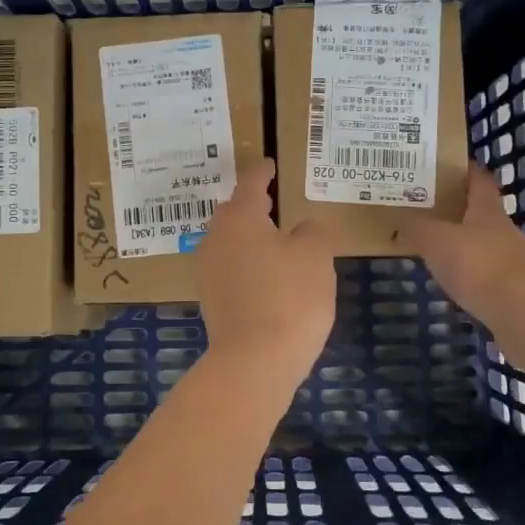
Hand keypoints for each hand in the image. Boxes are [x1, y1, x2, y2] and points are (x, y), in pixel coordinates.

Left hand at [194, 158, 336, 379]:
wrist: (254, 361)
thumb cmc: (289, 297)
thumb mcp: (316, 256)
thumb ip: (312, 231)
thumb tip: (302, 229)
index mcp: (240, 217)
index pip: (251, 182)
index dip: (263, 171)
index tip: (270, 164)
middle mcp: (216, 237)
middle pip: (233, 212)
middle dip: (252, 204)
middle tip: (273, 200)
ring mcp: (208, 270)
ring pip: (229, 241)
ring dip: (249, 237)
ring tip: (274, 240)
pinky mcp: (210, 300)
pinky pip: (229, 269)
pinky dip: (247, 265)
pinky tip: (266, 278)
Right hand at [401, 166, 524, 322]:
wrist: (523, 311)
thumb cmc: (477, 263)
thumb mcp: (435, 240)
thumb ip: (416, 228)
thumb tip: (400, 219)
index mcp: (487, 211)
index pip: (479, 182)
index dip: (467, 172)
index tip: (450, 166)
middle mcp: (504, 231)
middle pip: (482, 214)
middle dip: (459, 211)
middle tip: (430, 210)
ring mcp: (513, 262)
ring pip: (484, 246)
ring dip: (465, 245)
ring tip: (437, 249)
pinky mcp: (515, 291)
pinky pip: (487, 275)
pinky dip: (472, 275)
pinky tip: (455, 282)